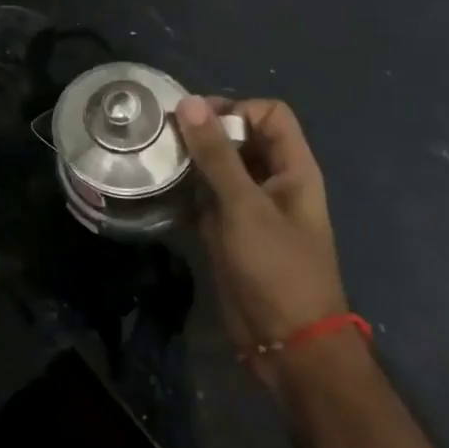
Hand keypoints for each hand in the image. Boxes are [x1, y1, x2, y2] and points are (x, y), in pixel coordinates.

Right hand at [177, 98, 347, 381]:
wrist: (288, 344)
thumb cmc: (277, 268)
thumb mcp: (245, 206)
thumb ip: (216, 154)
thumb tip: (188, 102)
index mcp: (293, 169)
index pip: (268, 114)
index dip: (236, 109)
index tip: (196, 121)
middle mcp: (272, 181)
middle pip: (240, 136)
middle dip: (205, 131)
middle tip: (165, 136)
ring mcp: (249, 207)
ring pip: (219, 165)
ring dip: (191, 159)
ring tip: (155, 158)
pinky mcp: (228, 230)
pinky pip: (205, 195)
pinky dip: (185, 188)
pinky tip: (159, 189)